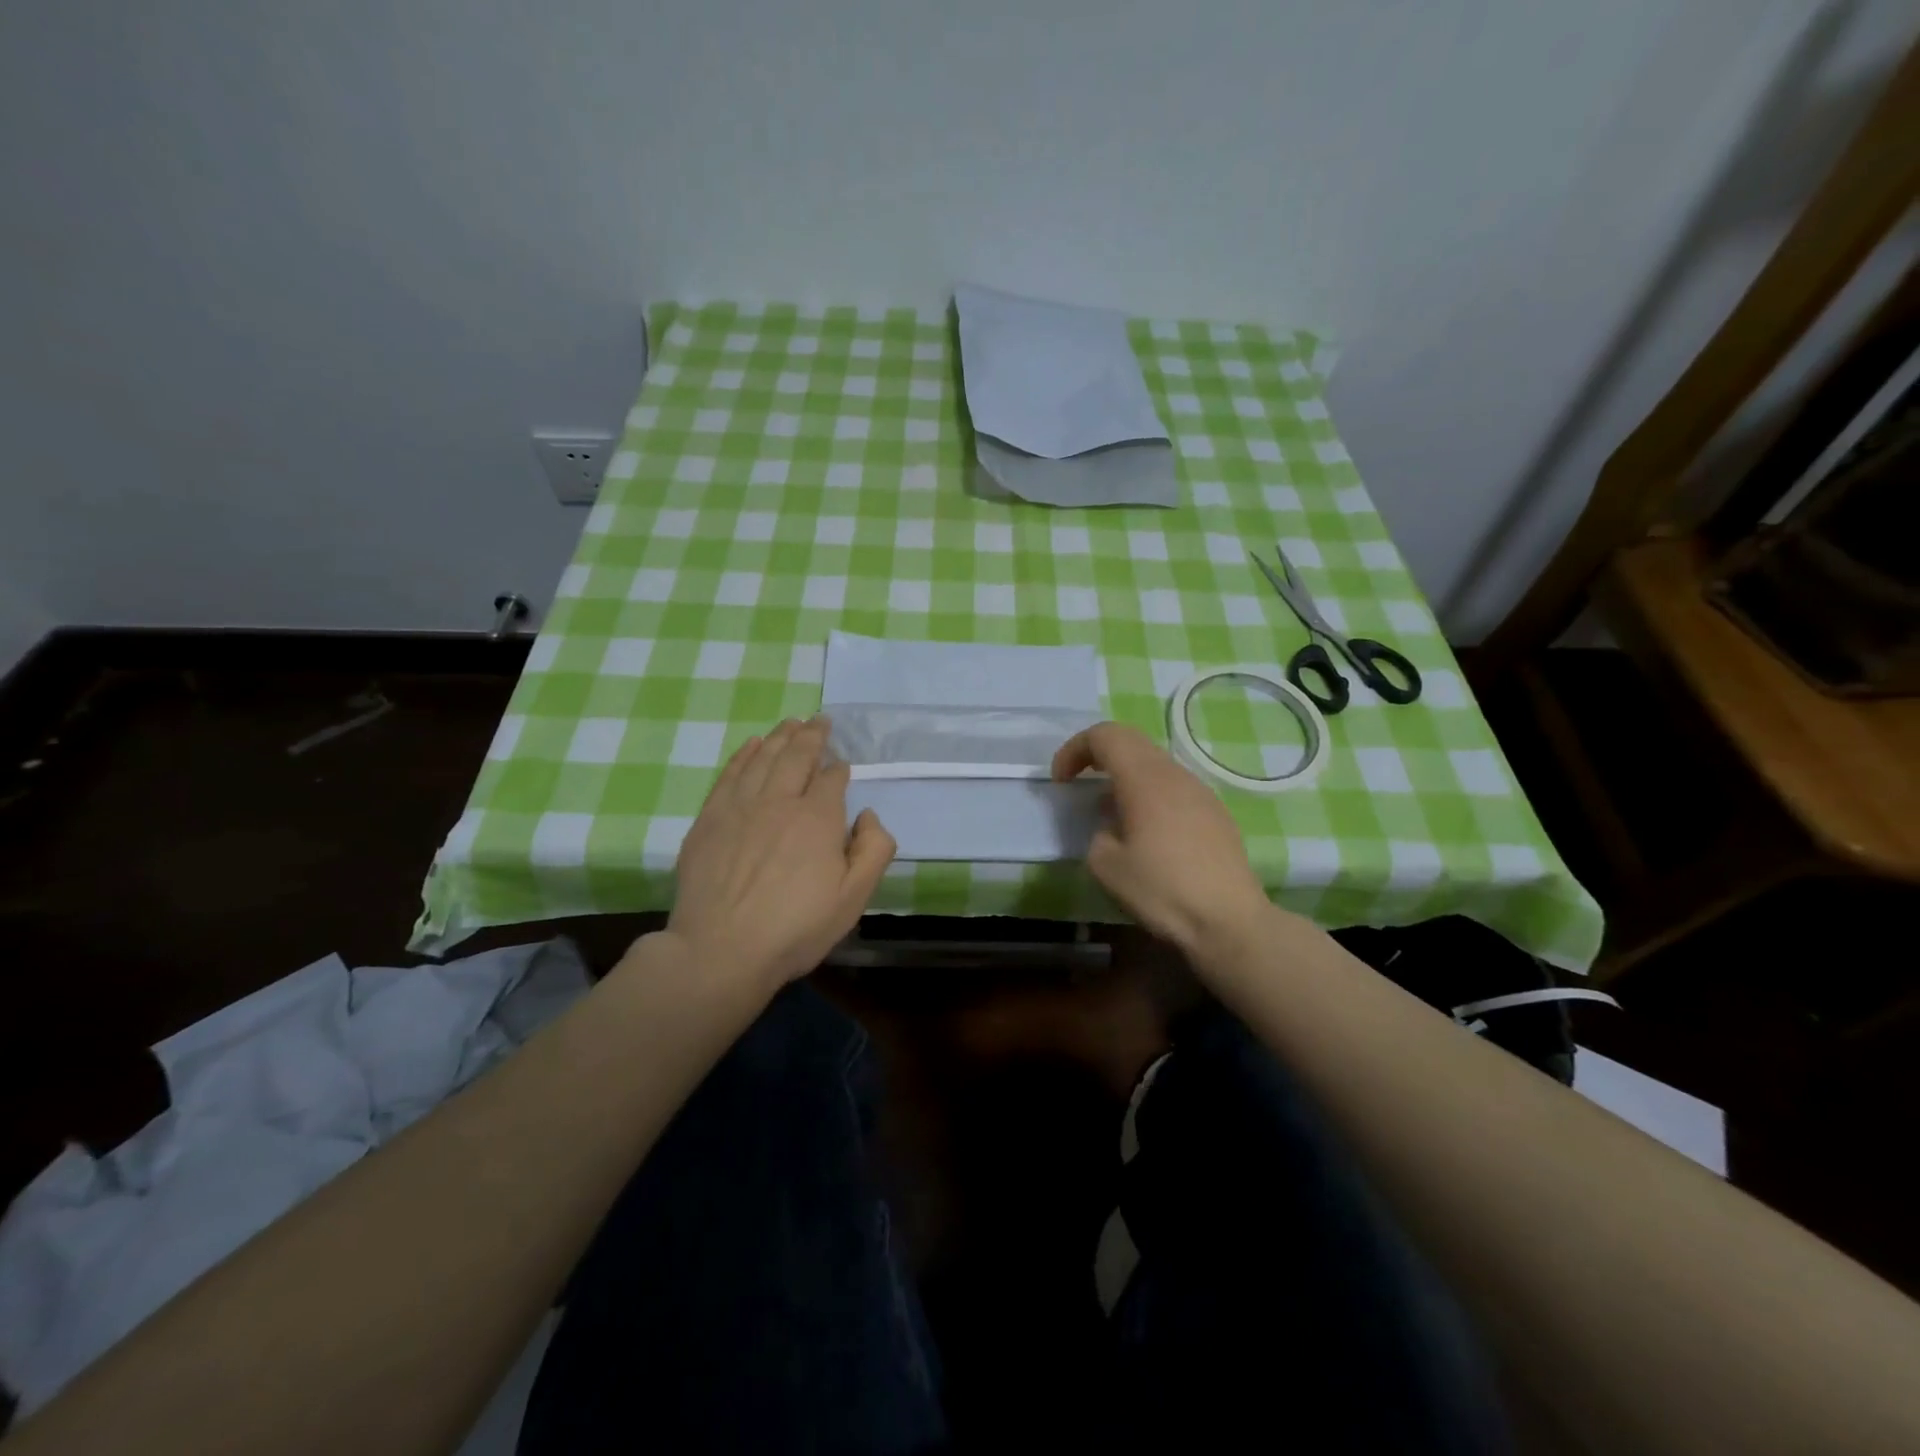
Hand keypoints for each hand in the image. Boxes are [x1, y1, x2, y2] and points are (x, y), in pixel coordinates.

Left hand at [666, 716, 894, 993]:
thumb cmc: (795, 928)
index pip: (832, 778)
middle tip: (819, 720)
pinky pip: (730, 774)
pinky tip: (751, 745)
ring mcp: (740, 806)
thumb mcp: (854, 898)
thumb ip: (874, 850)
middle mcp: (779, 800)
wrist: (720, 951)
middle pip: (797, 755)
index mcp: (818, 818)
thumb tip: (867, 815)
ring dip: (780, 736)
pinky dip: (743, 755)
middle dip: (812, 735)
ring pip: (763, 758)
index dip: (839, 768)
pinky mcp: (710, 819)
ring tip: (790, 722)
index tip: (842, 766)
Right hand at [1052, 721, 1269, 957]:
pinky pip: (1174, 787)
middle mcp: (1175, 774)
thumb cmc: (1162, 890)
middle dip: (1098, 755)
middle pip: (1132, 741)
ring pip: (1155, 764)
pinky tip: (1146, 832)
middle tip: (1079, 782)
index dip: (1074, 749)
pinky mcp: (1216, 813)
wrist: (1229, 922)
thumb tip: (1112, 827)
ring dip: (1125, 776)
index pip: (1105, 736)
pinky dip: (1149, 794)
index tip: (1061, 782)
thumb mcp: (1105, 866)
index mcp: (1144, 779)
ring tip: (1110, 811)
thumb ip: (1098, 833)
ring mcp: (1201, 792)